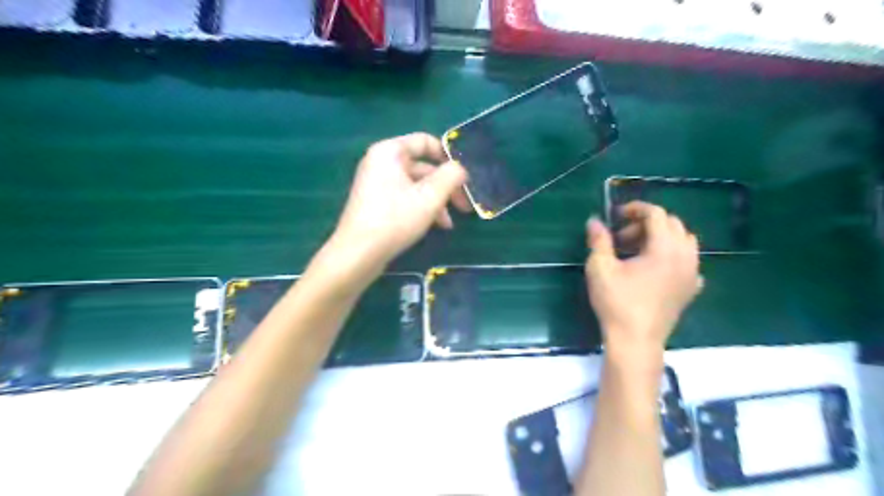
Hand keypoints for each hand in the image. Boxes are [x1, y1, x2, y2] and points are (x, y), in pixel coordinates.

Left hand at [330, 133, 468, 269]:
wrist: (358, 253)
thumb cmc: (395, 219)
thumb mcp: (430, 196)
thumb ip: (451, 176)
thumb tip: (460, 169)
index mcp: (389, 152)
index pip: (425, 142)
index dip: (448, 157)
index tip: (464, 177)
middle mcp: (381, 163)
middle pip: (423, 167)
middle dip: (446, 186)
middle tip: (465, 205)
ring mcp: (377, 184)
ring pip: (416, 186)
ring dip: (437, 201)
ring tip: (449, 223)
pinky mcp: (376, 203)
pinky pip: (405, 197)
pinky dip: (422, 208)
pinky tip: (436, 226)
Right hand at [586, 202, 700, 359]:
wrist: (635, 341)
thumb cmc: (617, 303)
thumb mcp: (601, 268)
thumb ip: (599, 240)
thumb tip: (594, 221)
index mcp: (665, 248)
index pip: (657, 214)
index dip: (636, 209)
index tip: (616, 215)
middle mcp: (685, 257)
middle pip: (672, 224)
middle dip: (646, 224)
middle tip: (622, 237)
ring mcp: (692, 274)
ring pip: (684, 241)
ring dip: (661, 237)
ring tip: (637, 250)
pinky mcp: (691, 289)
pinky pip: (688, 261)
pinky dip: (672, 255)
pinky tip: (654, 268)